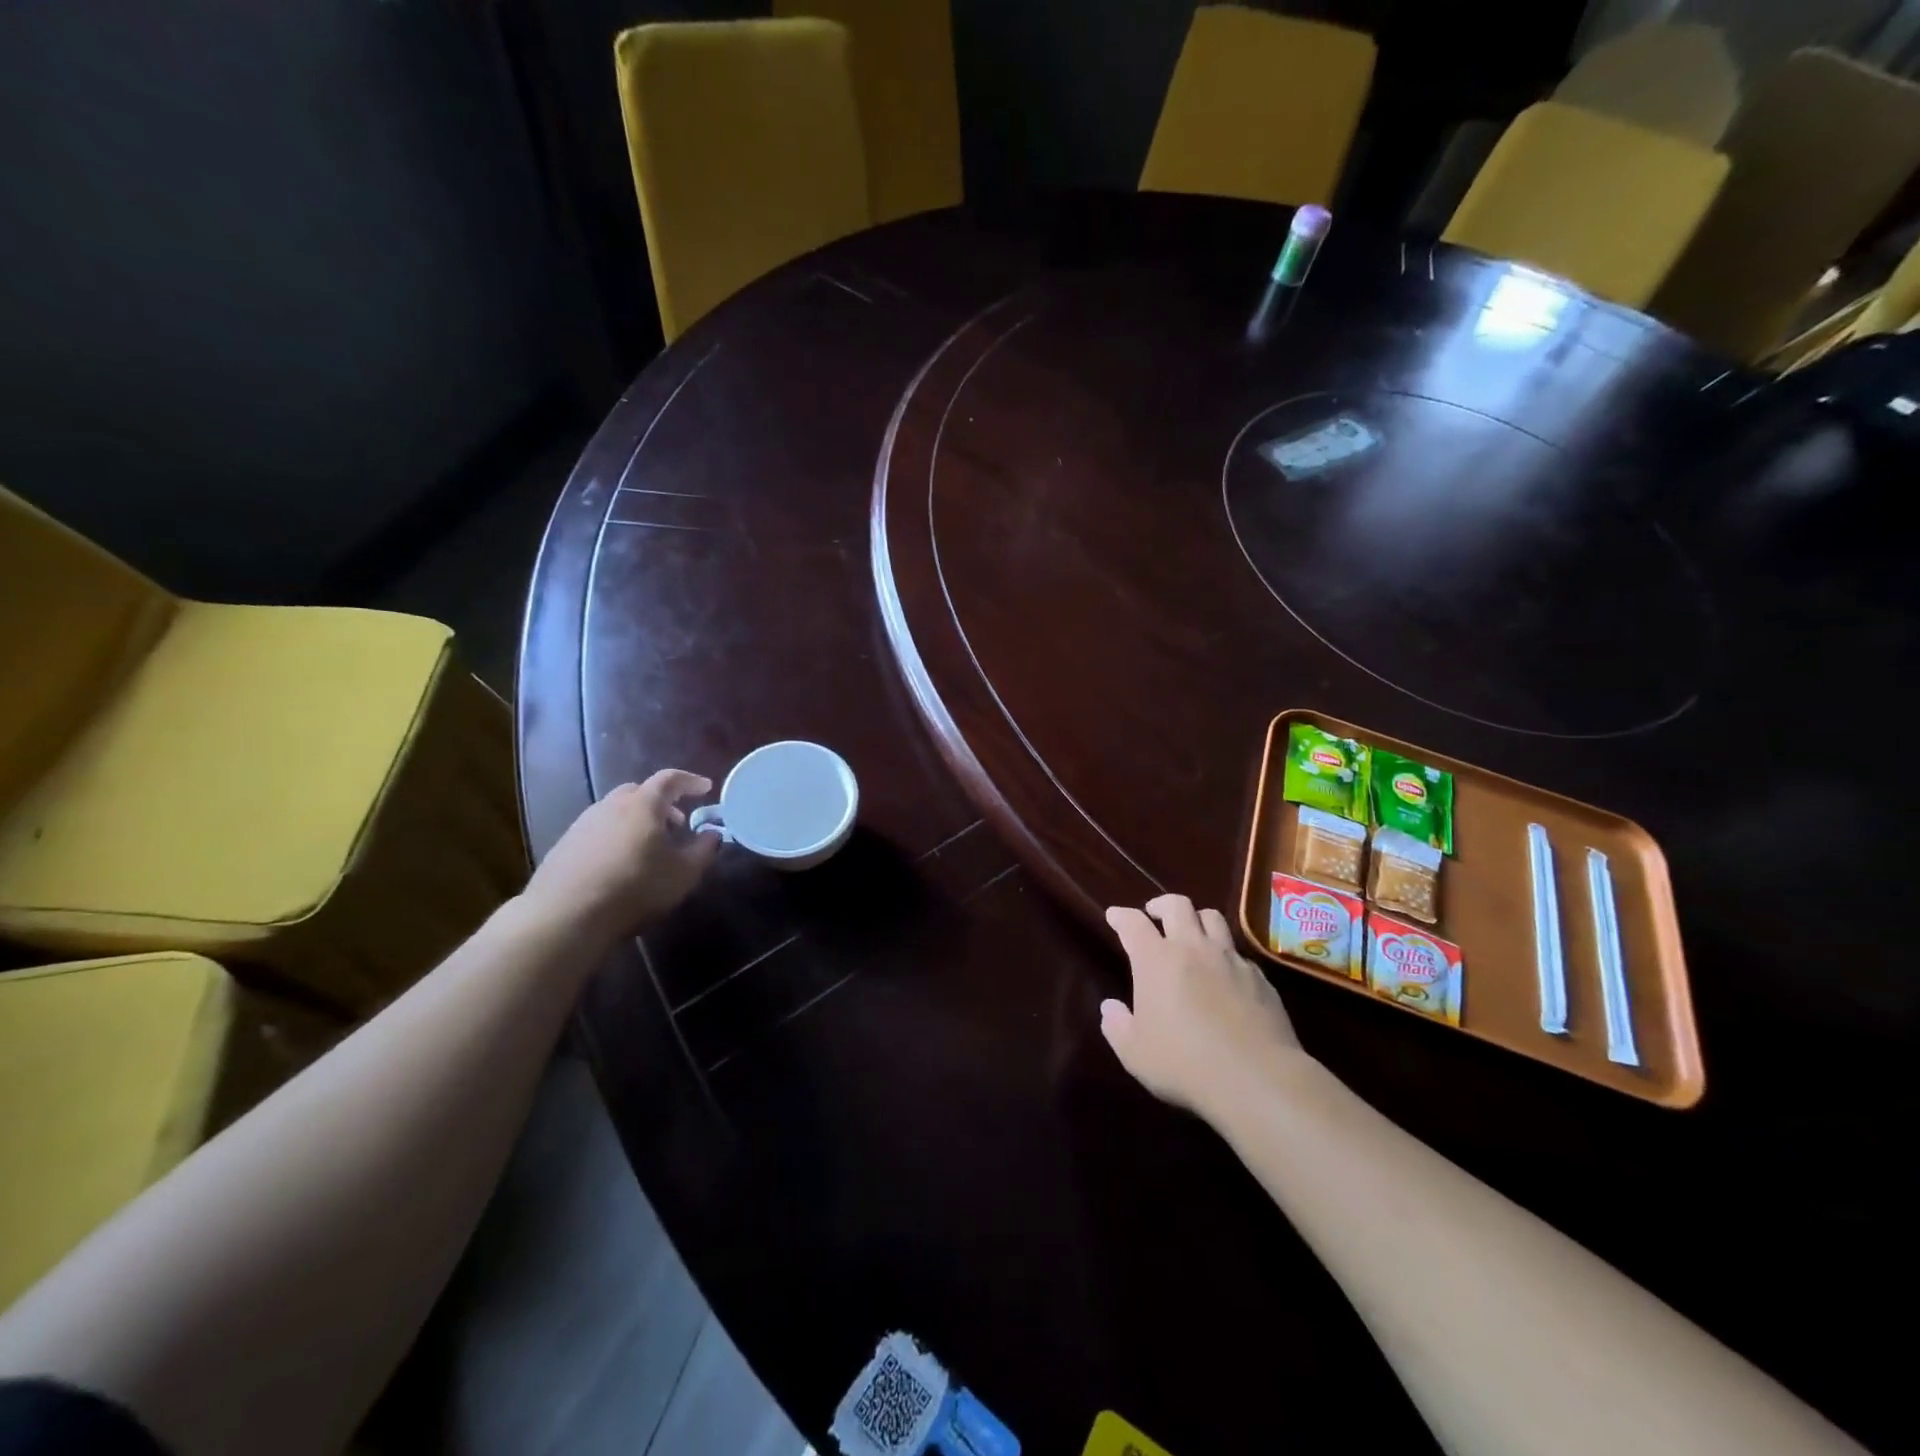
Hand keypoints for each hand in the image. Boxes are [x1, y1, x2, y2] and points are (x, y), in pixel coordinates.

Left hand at [524, 770, 720, 939]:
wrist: (564, 916)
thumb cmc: (635, 888)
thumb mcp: (683, 873)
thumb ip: (704, 849)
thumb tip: (712, 833)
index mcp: (643, 805)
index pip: (669, 779)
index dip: (690, 781)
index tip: (706, 788)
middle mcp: (611, 805)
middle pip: (639, 792)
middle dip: (662, 803)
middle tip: (678, 823)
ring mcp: (583, 824)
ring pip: (616, 811)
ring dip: (637, 821)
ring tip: (649, 847)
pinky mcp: (564, 845)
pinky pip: (599, 830)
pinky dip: (616, 836)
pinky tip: (620, 863)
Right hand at [1100, 894, 1304, 1120]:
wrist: (1257, 1079)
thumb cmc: (1184, 1064)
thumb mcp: (1135, 1053)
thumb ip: (1116, 1025)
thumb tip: (1110, 1007)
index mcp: (1156, 960)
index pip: (1133, 923)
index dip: (1121, 915)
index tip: (1114, 916)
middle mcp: (1193, 948)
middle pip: (1178, 905)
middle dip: (1161, 905)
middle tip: (1154, 915)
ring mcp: (1230, 960)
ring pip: (1213, 918)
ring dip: (1197, 920)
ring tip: (1192, 934)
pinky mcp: (1259, 978)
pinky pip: (1238, 953)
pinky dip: (1225, 955)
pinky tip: (1224, 975)